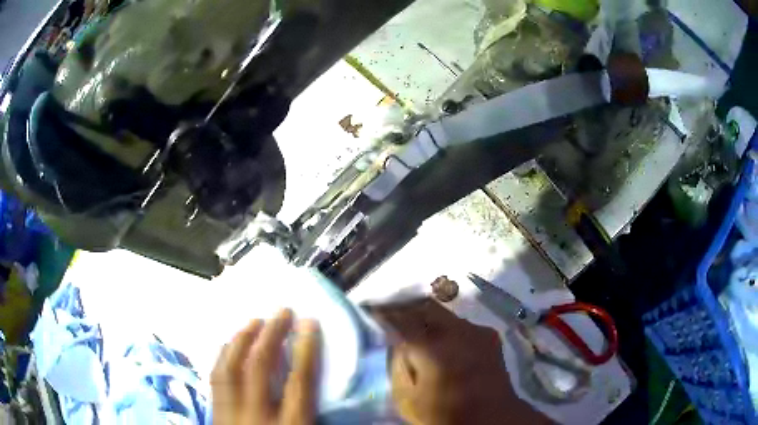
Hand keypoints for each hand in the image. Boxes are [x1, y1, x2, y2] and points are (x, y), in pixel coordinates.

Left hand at [211, 309, 320, 424]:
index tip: (309, 324)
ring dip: (242, 340)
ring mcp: (230, 414)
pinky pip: (214, 380)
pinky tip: (229, 346)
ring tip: (255, 321)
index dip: (306, 350)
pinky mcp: (214, 414)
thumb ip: (314, 412)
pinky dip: (223, 358)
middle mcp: (256, 416)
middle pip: (260, 368)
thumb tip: (324, 382)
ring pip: (230, 369)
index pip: (299, 382)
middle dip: (272, 335)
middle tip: (283, 312)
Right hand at [372, 298, 548, 424]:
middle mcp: (456, 332)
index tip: (371, 311)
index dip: (383, 313)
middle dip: (404, 307)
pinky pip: (459, 322)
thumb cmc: (444, 415)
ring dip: (426, 316)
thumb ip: (398, 366)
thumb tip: (395, 340)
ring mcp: (476, 330)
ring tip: (415, 329)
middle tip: (391, 315)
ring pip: (443, 312)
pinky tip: (442, 341)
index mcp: (433, 350)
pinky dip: (445, 326)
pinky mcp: (488, 334)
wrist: (491, 417)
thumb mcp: (407, 399)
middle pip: (424, 305)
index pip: (400, 320)